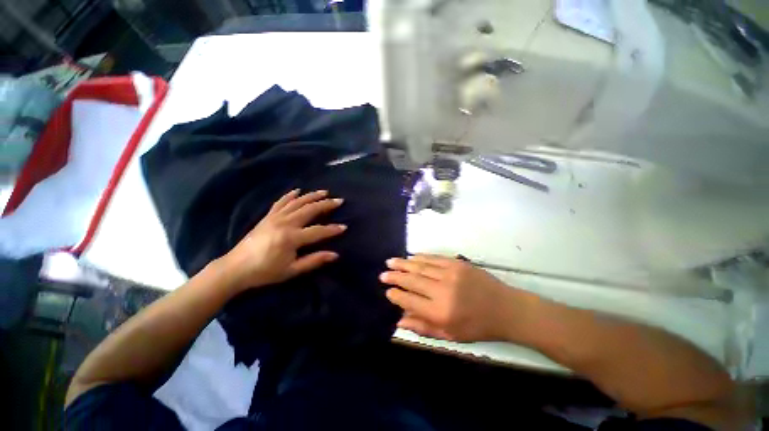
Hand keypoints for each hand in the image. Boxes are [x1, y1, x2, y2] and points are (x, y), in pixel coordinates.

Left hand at [217, 189, 346, 291]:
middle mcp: (285, 223)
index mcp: (291, 238)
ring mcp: (275, 217)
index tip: (344, 227)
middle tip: (339, 200)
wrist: (235, 268)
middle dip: (326, 204)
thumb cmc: (265, 272)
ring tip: (324, 192)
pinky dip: (290, 195)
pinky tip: (297, 191)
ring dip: (312, 196)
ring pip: (297, 202)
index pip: (318, 231)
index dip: (332, 229)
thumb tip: (335, 255)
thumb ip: (314, 260)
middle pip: (310, 210)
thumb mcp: (292, 270)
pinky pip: (280, 202)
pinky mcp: (267, 216)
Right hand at [380, 255, 530, 341]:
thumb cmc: (477, 326)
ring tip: (390, 262)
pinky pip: (433, 258)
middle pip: (412, 280)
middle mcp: (442, 290)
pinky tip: (411, 257)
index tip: (387, 291)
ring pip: (420, 266)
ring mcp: (450, 273)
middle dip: (395, 276)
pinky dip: (420, 257)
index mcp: (440, 312)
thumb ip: (423, 327)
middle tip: (383, 273)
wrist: (505, 308)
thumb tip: (400, 319)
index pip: (410, 300)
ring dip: (404, 263)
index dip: (396, 295)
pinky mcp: (457, 263)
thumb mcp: (450, 335)